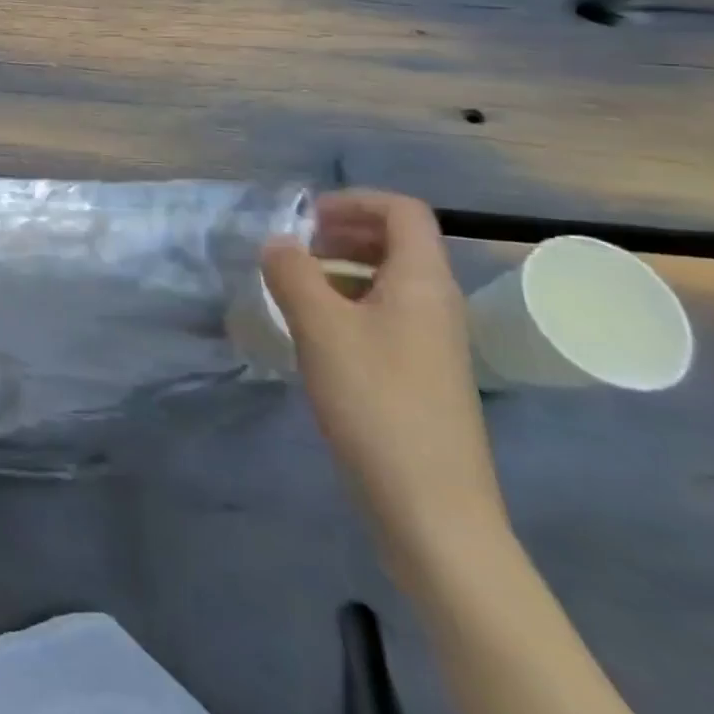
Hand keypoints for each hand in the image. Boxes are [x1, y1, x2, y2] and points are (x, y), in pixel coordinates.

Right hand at [262, 191, 509, 585]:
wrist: (432, 512)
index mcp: (423, 282)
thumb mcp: (321, 328)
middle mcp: (436, 304)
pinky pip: (383, 316)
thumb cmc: (376, 404)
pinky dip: (346, 305)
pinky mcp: (418, 376)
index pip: (402, 211)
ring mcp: (431, 343)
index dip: (353, 201)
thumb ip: (292, 272)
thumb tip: (277, 241)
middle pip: (396, 242)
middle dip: (341, 233)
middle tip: (292, 248)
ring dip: (339, 269)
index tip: (304, 219)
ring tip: (292, 286)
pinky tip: (311, 332)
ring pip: (386, 281)